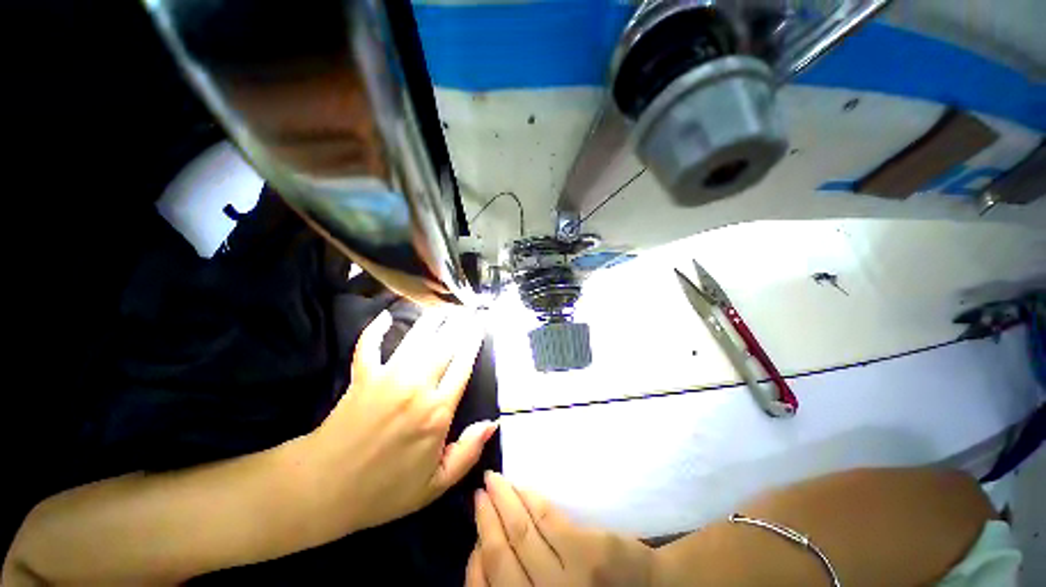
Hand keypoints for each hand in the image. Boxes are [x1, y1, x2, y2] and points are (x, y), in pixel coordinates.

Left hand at [301, 307, 496, 538]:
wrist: (322, 491)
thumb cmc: (383, 492)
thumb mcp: (435, 485)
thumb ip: (467, 452)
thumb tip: (492, 423)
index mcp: (437, 412)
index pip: (463, 366)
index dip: (473, 343)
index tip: (480, 326)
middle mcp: (416, 387)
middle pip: (444, 346)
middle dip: (458, 324)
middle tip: (466, 309)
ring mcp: (388, 378)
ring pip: (416, 339)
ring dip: (430, 320)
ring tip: (441, 307)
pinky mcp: (362, 377)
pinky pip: (370, 346)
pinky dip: (376, 330)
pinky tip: (385, 316)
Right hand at [468, 472, 654, 586]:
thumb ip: (524, 581)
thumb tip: (490, 548)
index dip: (475, 555)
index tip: (475, 525)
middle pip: (501, 556)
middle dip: (486, 519)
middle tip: (479, 491)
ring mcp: (564, 580)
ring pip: (521, 532)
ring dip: (503, 501)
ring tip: (493, 480)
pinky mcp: (584, 552)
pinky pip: (547, 519)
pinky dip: (529, 499)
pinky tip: (521, 486)